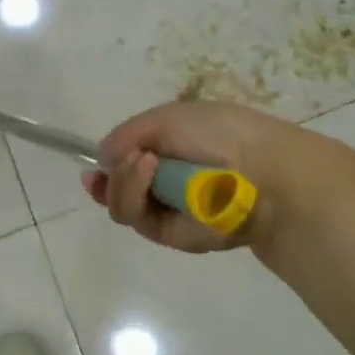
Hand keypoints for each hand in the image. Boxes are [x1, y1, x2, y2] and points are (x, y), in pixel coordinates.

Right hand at [83, 100, 342, 254]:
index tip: (94, 167)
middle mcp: (167, 185)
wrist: (261, 168)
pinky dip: (136, 193)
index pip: (128, 166)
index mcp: (171, 153)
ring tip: (142, 162)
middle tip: (124, 160)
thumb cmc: (219, 132)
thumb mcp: (168, 118)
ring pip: (123, 206)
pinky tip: (149, 171)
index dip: (108, 167)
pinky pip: (139, 219)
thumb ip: (128, 135)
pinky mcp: (173, 236)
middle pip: (118, 190)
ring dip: (123, 182)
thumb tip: (102, 158)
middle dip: (112, 177)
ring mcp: (169, 212)